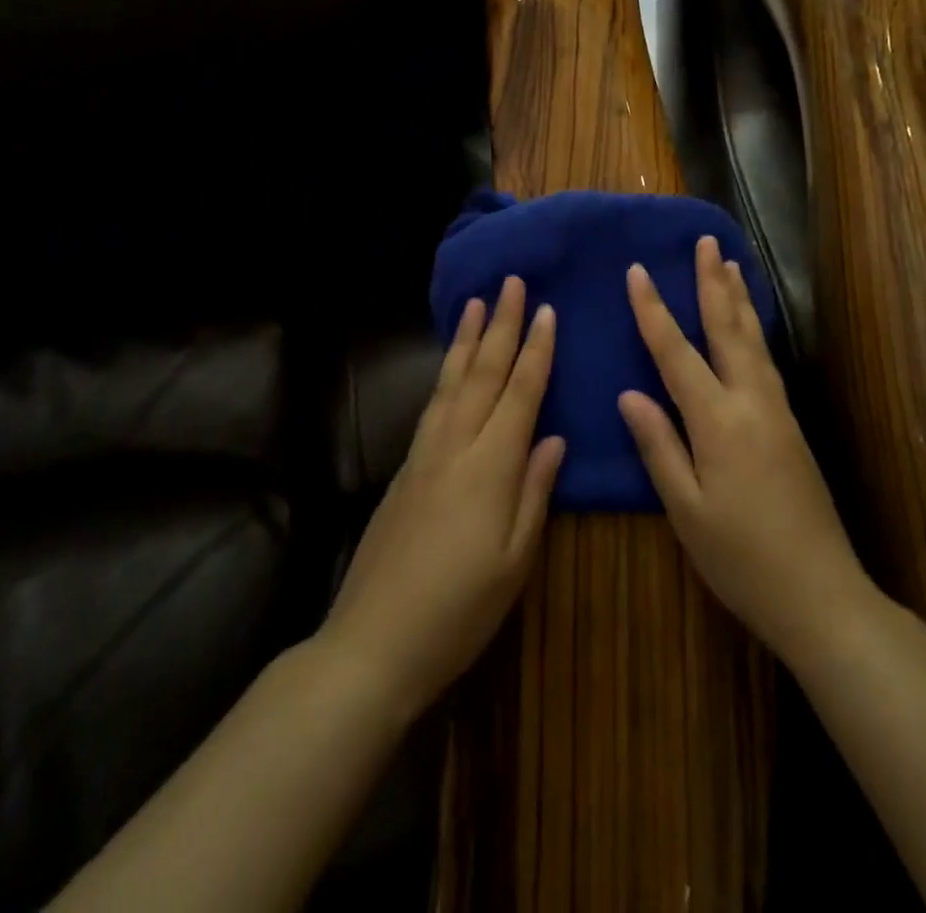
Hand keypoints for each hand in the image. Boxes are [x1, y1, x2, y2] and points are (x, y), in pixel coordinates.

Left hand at [322, 276, 564, 718]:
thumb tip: (553, 437)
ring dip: (465, 340)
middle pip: (482, 374)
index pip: (519, 394)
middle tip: (509, 283)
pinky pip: (432, 404)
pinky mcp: (404, 470)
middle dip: (499, 325)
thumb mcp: (514, 561)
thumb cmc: (459, 611)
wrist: (372, 642)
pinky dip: (444, 374)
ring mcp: (423, 455)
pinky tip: (449, 366)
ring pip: (450, 382)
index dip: (535, 351)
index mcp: (490, 468)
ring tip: (474, 304)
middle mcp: (454, 447)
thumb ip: (535, 492)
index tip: (546, 310)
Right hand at [620, 236, 871, 665]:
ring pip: (753, 340)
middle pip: (728, 329)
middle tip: (705, 240)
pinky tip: (749, 326)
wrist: (821, 593)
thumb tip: (630, 395)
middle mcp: (752, 402)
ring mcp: (778, 411)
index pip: (676, 352)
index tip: (638, 271)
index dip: (654, 310)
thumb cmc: (741, 558)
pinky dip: (754, 329)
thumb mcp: (686, 510)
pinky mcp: (792, 425)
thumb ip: (659, 447)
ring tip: (730, 264)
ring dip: (738, 298)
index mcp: (718, 421)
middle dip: (712, 282)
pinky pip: (766, 360)